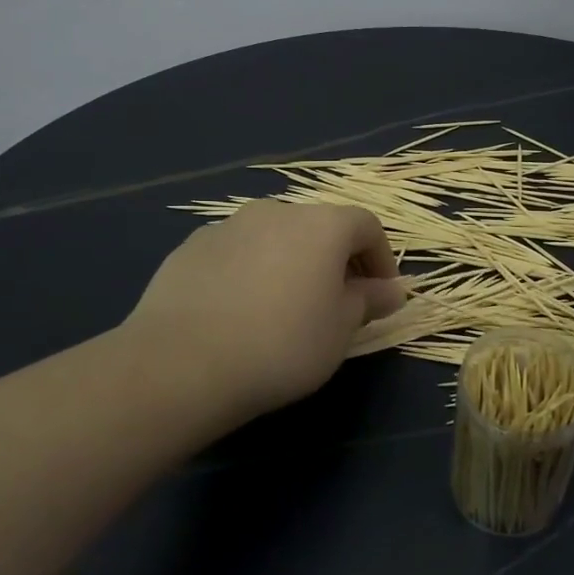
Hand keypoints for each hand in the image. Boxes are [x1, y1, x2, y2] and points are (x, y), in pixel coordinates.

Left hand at [128, 200, 404, 426]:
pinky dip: (251, 270)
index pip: (367, 226)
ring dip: (292, 262)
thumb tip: (392, 289)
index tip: (381, 295)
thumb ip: (370, 301)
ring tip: (286, 307)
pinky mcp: (190, 247)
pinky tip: (241, 311)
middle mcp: (276, 211)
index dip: (382, 258)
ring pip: (275, 237)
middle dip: (336, 260)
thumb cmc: (282, 344)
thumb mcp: (341, 329)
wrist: (181, 363)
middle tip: (338, 303)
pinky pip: (237, 252)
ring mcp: (228, 225)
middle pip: (320, 227)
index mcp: (322, 224)